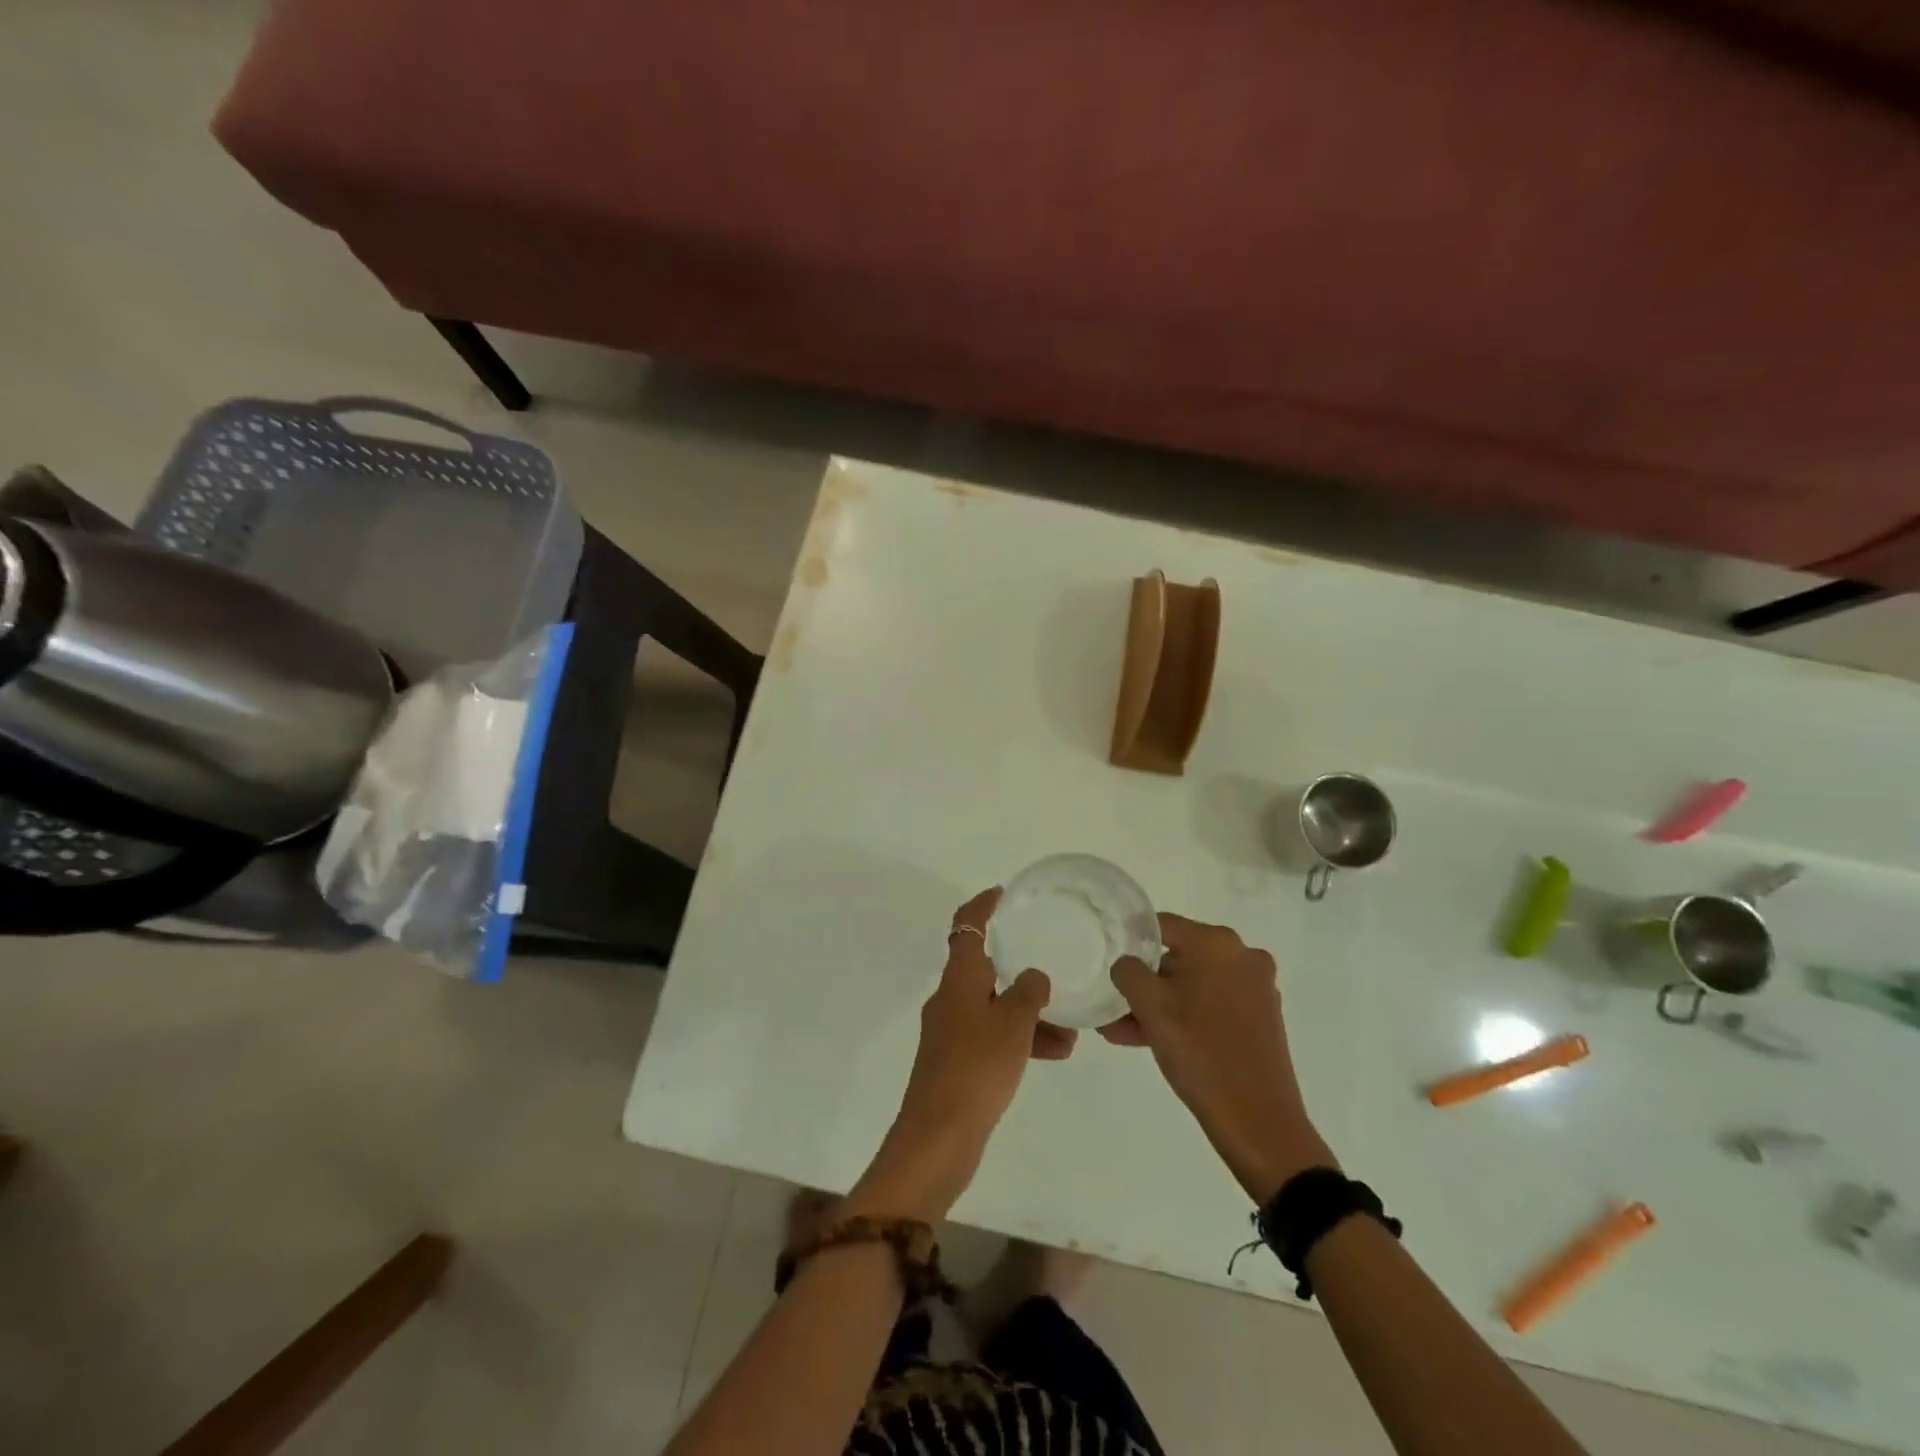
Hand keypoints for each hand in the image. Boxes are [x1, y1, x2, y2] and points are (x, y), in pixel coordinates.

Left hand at [849, 888, 1074, 1220]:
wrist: (939, 1136)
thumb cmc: (976, 1067)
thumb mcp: (1013, 1023)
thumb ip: (1029, 991)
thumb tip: (1034, 976)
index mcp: (958, 979)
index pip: (967, 927)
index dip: (982, 906)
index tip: (1003, 894)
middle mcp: (950, 998)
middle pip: (985, 969)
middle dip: (1020, 970)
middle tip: (1052, 966)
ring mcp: (951, 1032)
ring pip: (995, 1007)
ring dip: (1029, 1013)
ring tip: (1071, 1031)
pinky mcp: (957, 1062)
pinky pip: (994, 1037)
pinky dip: (1020, 1039)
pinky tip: (1055, 1053)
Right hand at [1103, 913, 1336, 1201]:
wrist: (1258, 1120)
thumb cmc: (1199, 1051)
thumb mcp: (1149, 1006)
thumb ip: (1128, 971)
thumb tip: (1127, 963)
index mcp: (1216, 942)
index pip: (1160, 925)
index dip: (1130, 939)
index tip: (1108, 959)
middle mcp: (1241, 955)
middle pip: (1178, 956)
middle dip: (1144, 982)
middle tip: (1114, 1005)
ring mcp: (1256, 987)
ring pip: (1194, 985)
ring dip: (1160, 1005)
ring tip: (1123, 1031)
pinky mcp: (1263, 1017)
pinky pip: (1212, 1005)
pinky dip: (1185, 1017)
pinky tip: (1153, 1041)